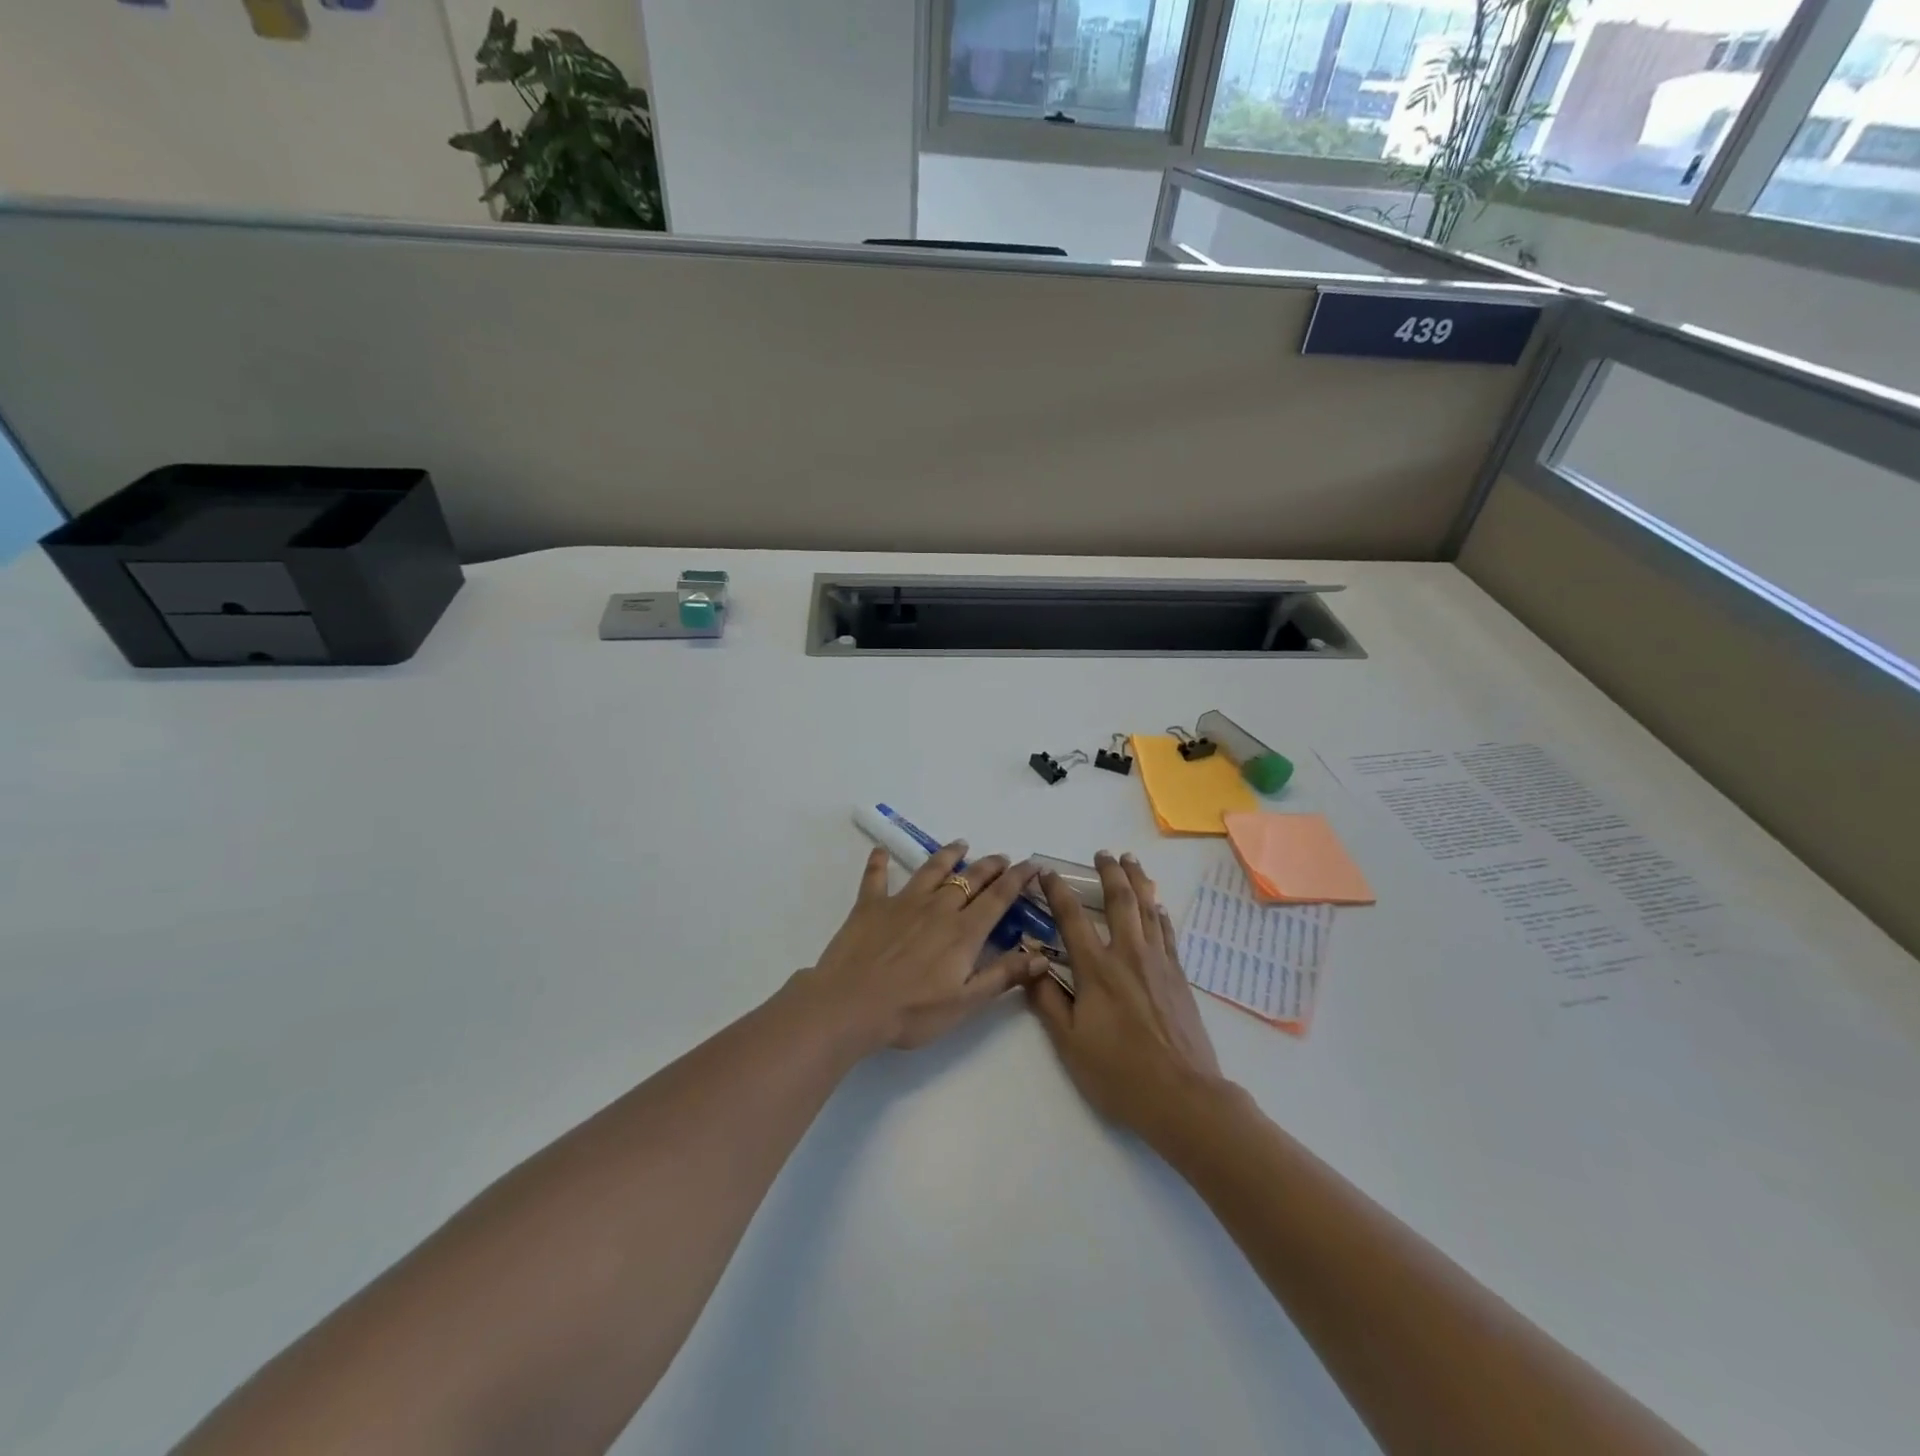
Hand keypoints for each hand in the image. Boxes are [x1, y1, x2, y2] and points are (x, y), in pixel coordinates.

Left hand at [802, 842, 1048, 1052]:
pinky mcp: (870, 906)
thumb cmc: (912, 1011)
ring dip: (948, 855)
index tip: (1032, 865)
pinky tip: (879, 851)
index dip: (1017, 879)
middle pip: (969, 879)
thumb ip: (1003, 975)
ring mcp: (902, 903)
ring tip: (960, 844)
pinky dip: (878, 863)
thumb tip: (1041, 956)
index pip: (998, 898)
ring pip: (931, 870)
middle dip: (989, 866)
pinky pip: (876, 878)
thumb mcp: (966, 1002)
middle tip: (1001, 858)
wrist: (850, 1005)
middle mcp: (937, 908)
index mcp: (963, 931)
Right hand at [1026, 852, 1226, 1140]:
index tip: (1047, 872)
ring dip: (1138, 881)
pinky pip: (1167, 933)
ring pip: (1148, 908)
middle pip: (1120, 900)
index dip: (1057, 891)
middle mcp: (1129, 955)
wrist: (1184, 1097)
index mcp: (1097, 969)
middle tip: (1103, 853)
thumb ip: (1047, 1001)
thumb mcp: (1070, 1043)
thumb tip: (1028, 967)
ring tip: (1132, 861)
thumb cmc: (1119, 1073)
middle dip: (1109, 872)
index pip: (1072, 917)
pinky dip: (1159, 913)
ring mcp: (1159, 963)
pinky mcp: (1179, 977)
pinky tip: (1158, 906)